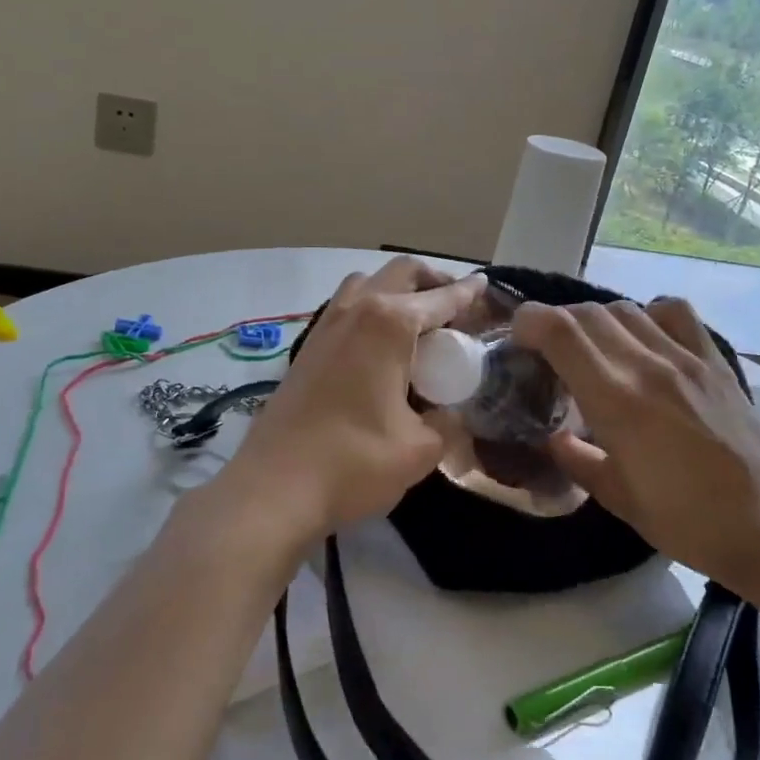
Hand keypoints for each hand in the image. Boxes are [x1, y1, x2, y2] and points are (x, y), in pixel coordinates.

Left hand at [214, 257, 485, 545]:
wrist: (274, 488)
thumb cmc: (354, 462)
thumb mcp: (420, 449)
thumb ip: (448, 422)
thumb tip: (453, 413)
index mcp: (389, 323)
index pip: (440, 298)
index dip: (468, 292)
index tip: (485, 285)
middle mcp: (356, 309)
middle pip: (400, 272)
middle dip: (432, 280)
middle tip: (455, 305)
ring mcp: (326, 325)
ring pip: (366, 283)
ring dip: (396, 289)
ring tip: (416, 320)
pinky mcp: (307, 346)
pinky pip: (345, 306)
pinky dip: (370, 307)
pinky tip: (379, 346)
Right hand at [511, 297, 759, 589]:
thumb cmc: (685, 521)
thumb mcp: (617, 497)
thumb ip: (575, 458)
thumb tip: (552, 436)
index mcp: (616, 400)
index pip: (560, 331)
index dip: (529, 321)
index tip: (518, 337)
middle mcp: (647, 365)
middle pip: (587, 312)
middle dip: (557, 321)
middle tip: (549, 350)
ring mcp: (685, 357)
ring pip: (625, 308)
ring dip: (597, 319)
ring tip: (594, 347)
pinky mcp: (714, 360)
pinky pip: (675, 312)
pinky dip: (649, 314)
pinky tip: (646, 339)